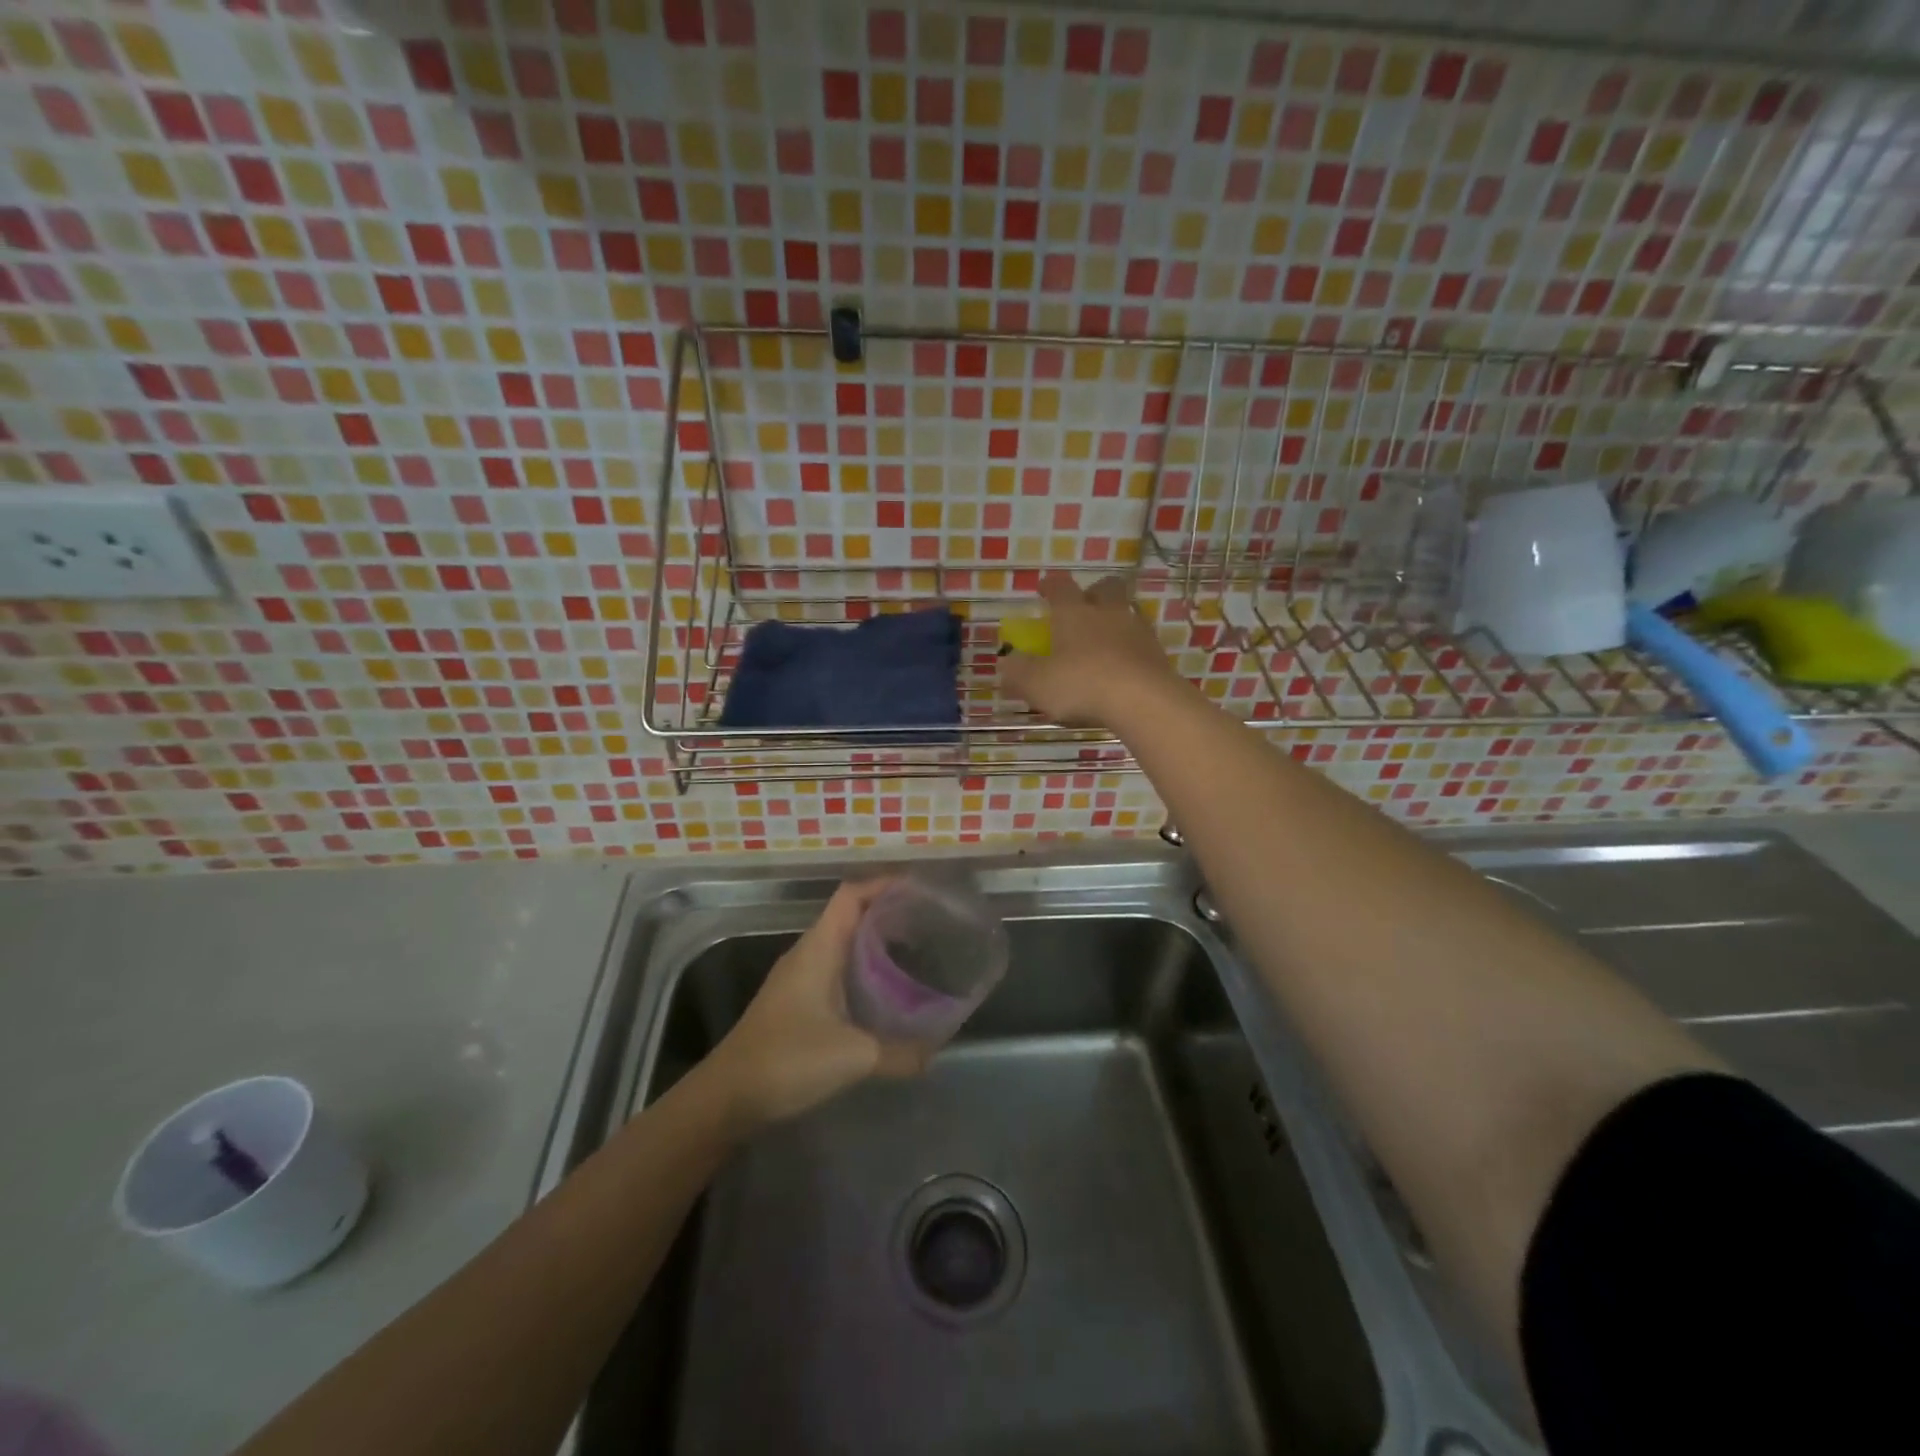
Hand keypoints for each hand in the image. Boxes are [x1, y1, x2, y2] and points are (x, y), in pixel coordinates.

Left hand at [703, 880, 929, 1129]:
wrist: (725, 1099)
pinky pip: (836, 970)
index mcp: (818, 948)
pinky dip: (863, 970)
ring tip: (915, 951)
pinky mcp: (796, 1003)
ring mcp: (798, 978)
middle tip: (929, 922)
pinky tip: (884, 992)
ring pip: (842, 944)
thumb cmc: (786, 1061)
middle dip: (888, 913)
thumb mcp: (853, 1057)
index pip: (852, 895)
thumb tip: (936, 1052)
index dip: (884, 884)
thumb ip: (900, 1053)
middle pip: (850, 915)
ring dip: (876, 942)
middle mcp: (807, 954)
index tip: (920, 889)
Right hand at [1000, 573, 1183, 727]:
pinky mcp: (1158, 655)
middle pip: (1105, 588)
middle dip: (1094, 593)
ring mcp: (1137, 631)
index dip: (1050, 586)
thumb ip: (1017, 672)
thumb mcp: (1036, 683)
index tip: (1044, 590)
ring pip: (1127, 613)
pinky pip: (1142, 643)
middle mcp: (1108, 612)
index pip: (1060, 586)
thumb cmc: (1081, 684)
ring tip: (1104, 643)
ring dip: (1116, 621)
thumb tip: (1006, 663)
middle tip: (1083, 608)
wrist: (1143, 701)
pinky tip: (1123, 668)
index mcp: (1073, 613)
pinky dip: (1131, 650)